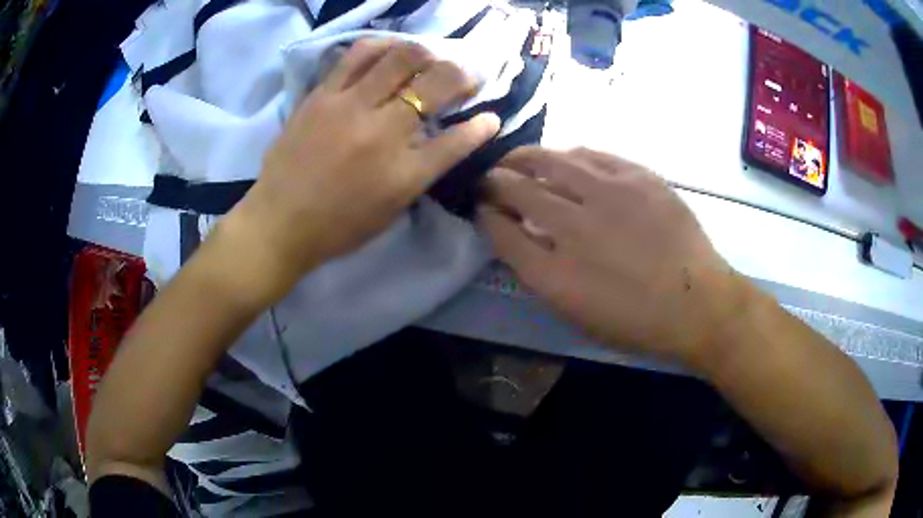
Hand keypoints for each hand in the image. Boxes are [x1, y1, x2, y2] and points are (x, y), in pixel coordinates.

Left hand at [222, 39, 499, 303]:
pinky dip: (382, 46)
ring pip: (400, 57)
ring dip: (425, 54)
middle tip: (461, 78)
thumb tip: (444, 136)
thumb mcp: (391, 209)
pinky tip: (390, 51)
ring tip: (426, 61)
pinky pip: (357, 55)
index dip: (480, 127)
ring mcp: (348, 108)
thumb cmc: (338, 226)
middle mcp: (382, 133)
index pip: (456, 141)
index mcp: (403, 174)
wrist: (279, 223)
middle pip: (435, 83)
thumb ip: (422, 170)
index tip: (491, 116)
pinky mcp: (321, 96)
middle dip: (460, 74)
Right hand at [479, 147, 749, 368]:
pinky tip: (565, 158)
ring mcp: (608, 195)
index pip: (500, 231)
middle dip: (494, 181)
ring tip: (517, 159)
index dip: (484, 215)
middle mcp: (575, 227)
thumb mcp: (578, 315)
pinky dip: (569, 155)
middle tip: (489, 178)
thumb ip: (540, 274)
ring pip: (551, 161)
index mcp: (555, 274)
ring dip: (524, 158)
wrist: (699, 304)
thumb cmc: (637, 322)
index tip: (480, 208)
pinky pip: (591, 154)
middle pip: (517, 189)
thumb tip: (517, 235)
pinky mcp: (638, 177)